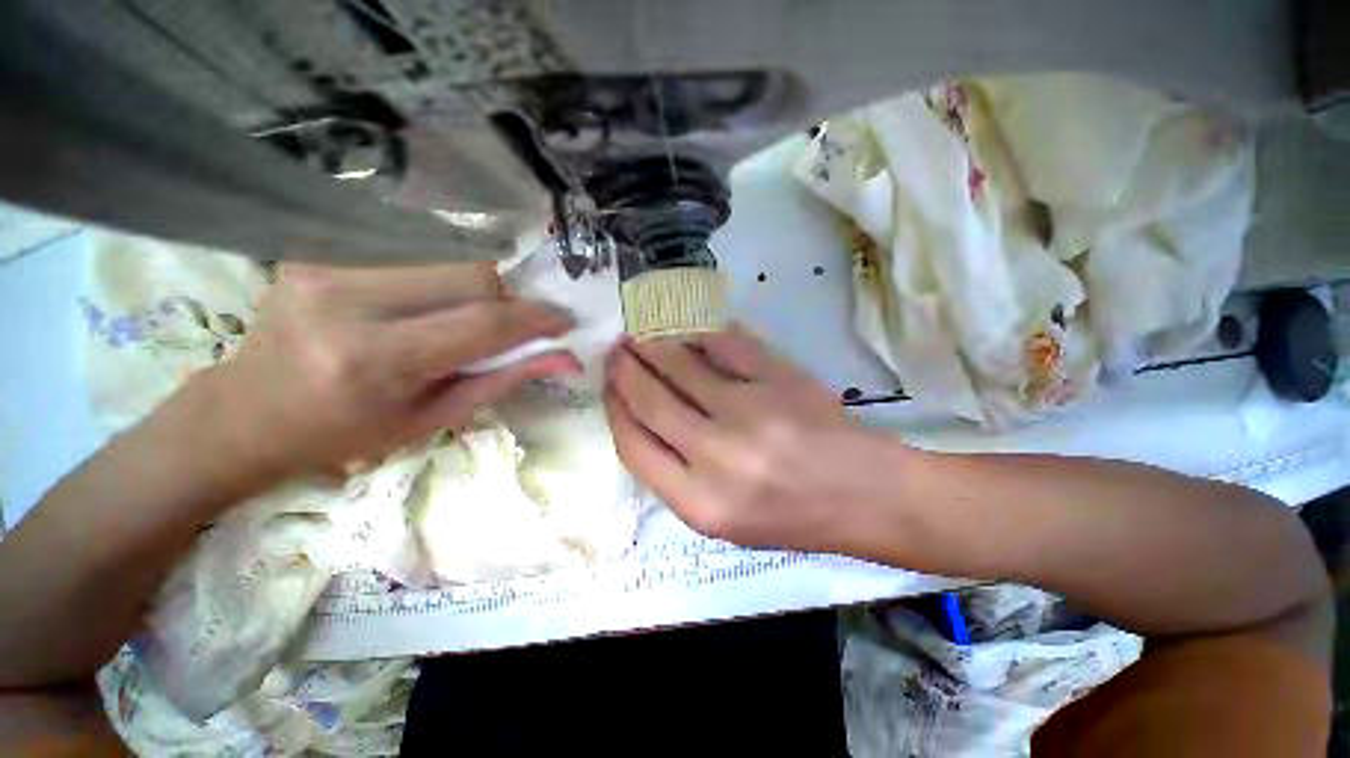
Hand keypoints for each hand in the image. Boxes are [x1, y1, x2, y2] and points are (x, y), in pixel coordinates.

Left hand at [209, 262, 580, 477]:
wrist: (249, 412)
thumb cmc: (348, 431)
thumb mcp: (435, 417)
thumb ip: (504, 378)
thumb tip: (565, 358)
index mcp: (376, 360)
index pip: (483, 323)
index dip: (535, 320)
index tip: (564, 324)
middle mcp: (348, 301)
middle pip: (471, 276)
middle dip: (507, 302)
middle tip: (513, 327)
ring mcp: (327, 266)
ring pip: (448, 259)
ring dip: (478, 291)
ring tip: (468, 320)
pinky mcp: (320, 251)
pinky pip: (414, 254)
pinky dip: (444, 280)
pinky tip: (431, 306)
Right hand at [603, 325, 901, 552]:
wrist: (862, 494)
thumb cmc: (790, 517)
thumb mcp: (721, 519)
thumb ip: (675, 475)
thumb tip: (642, 419)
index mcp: (699, 503)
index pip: (634, 446)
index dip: (615, 410)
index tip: (609, 389)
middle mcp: (717, 457)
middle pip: (651, 400)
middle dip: (625, 370)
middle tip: (615, 351)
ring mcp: (750, 411)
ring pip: (681, 366)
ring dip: (653, 346)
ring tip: (640, 337)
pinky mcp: (779, 379)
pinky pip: (726, 345)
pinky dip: (701, 335)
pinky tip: (688, 331)